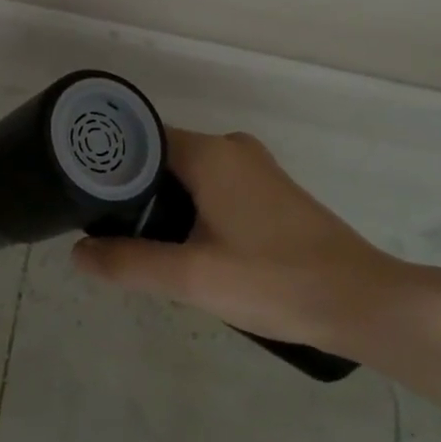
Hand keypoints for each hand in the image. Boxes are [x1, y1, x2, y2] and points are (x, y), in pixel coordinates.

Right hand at [72, 129, 420, 354]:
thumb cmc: (274, 281)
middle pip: (161, 156)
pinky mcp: (270, 191)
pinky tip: (186, 244)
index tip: (84, 193)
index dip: (108, 165)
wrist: (363, 302)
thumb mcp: (192, 278)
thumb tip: (77, 254)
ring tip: (138, 240)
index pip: (139, 139)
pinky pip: (213, 185)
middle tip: (106, 227)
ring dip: (163, 201)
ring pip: (188, 173)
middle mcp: (231, 147)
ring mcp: (254, 168)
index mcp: (210, 153)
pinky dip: (191, 206)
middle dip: (133, 188)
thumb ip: (128, 263)